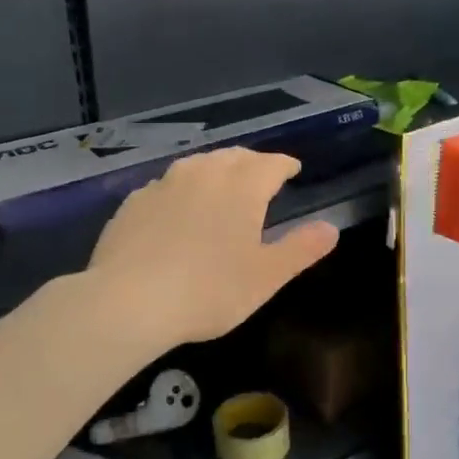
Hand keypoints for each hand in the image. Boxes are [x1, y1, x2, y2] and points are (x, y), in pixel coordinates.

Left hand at [84, 149, 339, 349]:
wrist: (127, 302)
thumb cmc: (209, 290)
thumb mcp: (266, 276)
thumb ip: (301, 249)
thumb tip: (331, 228)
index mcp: (242, 186)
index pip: (271, 163)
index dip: (285, 165)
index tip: (293, 170)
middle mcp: (204, 173)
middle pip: (234, 157)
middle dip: (252, 163)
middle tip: (261, 176)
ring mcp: (164, 184)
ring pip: (198, 165)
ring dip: (216, 169)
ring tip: (222, 184)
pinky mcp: (134, 201)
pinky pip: (167, 185)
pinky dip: (182, 189)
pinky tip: (178, 208)